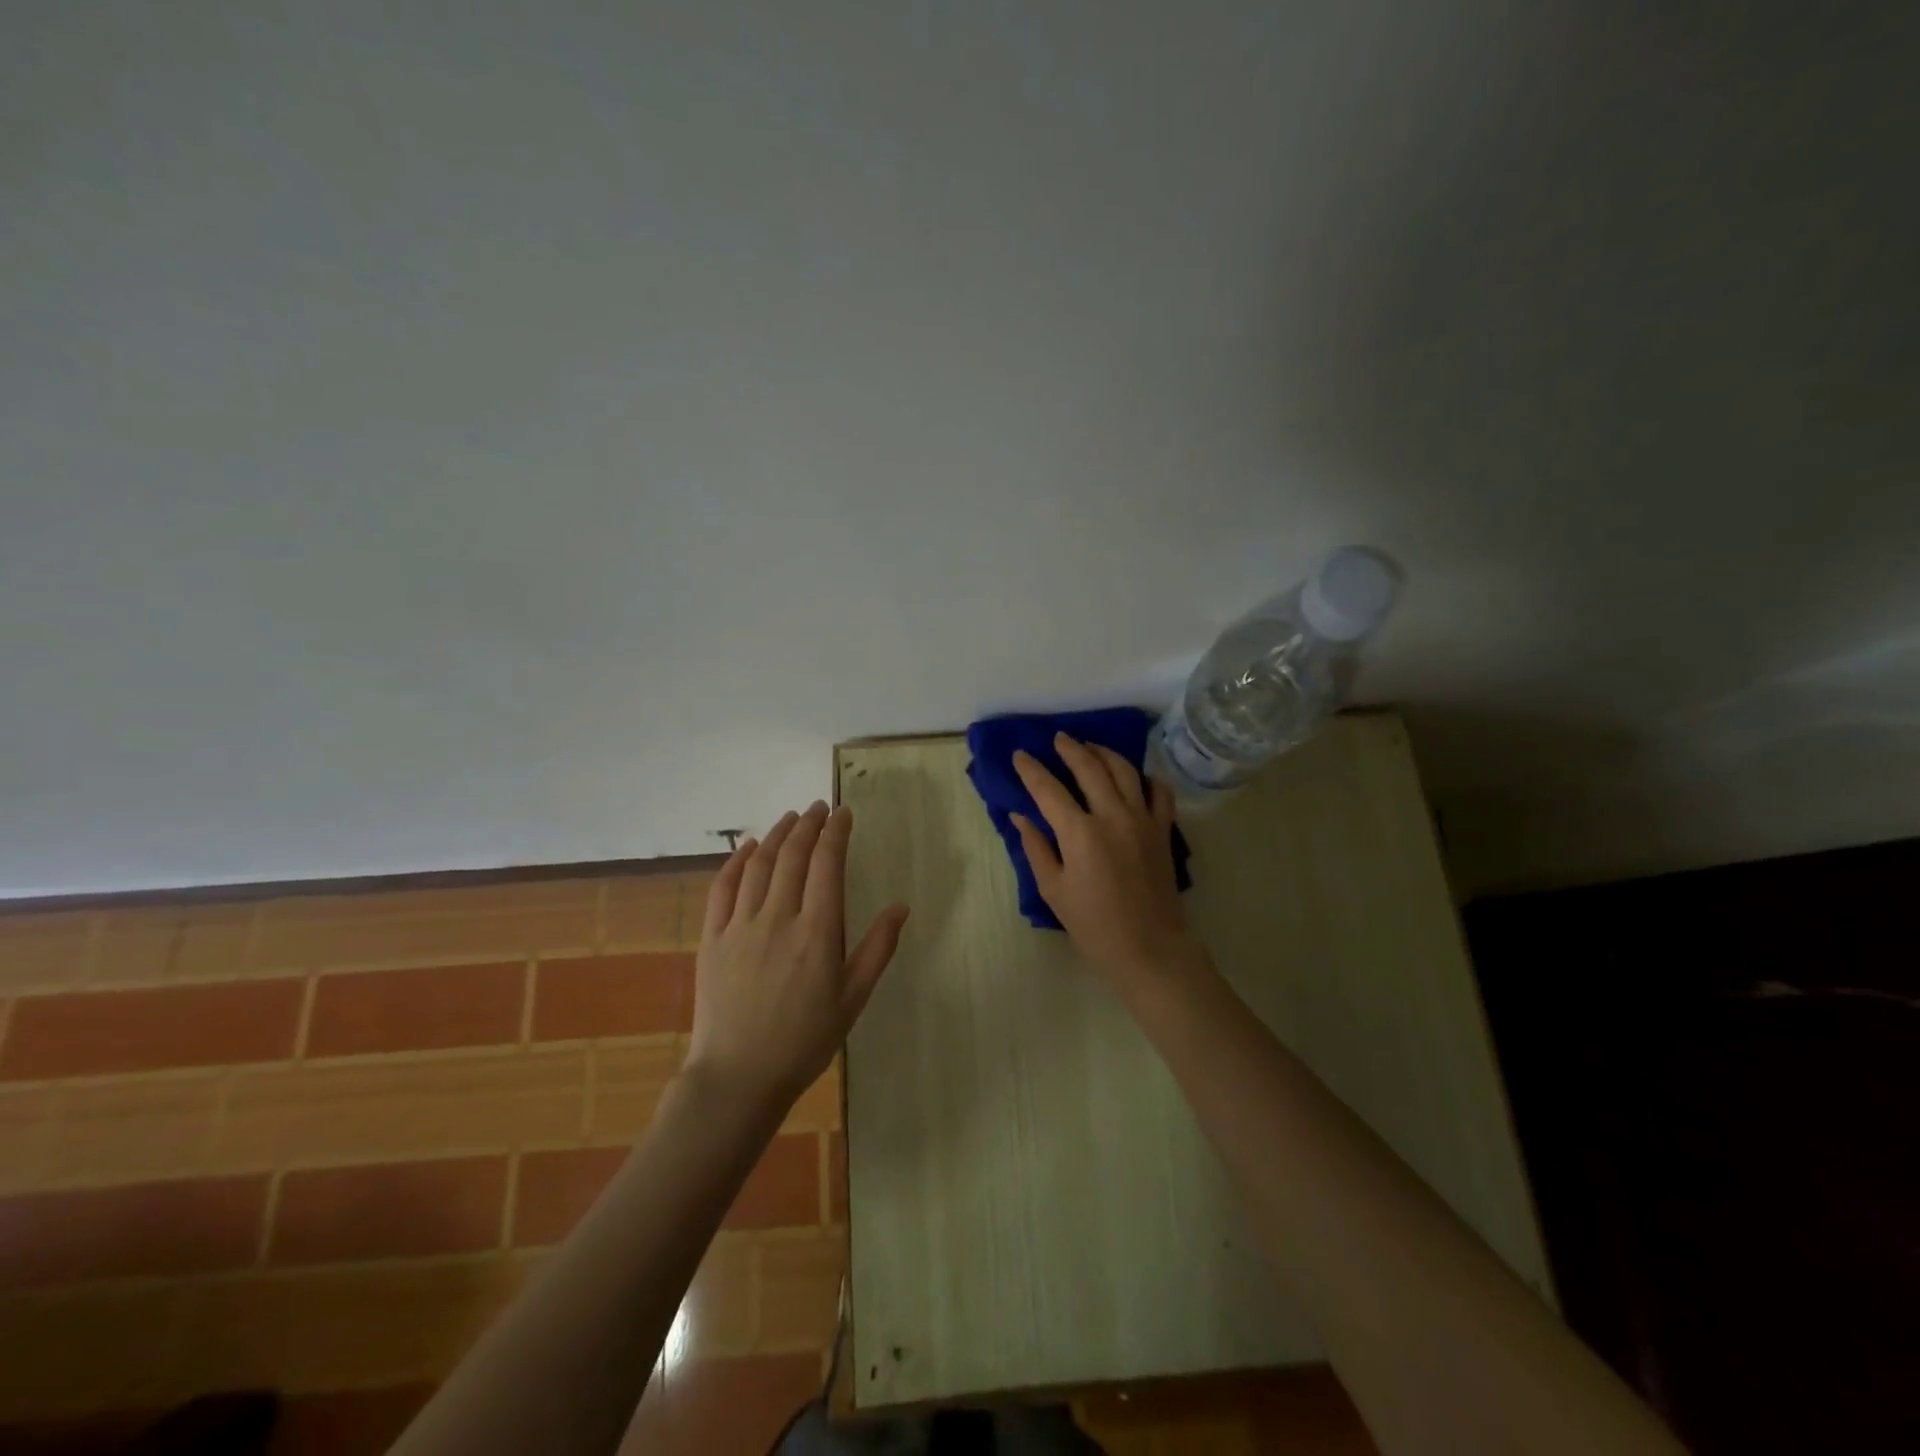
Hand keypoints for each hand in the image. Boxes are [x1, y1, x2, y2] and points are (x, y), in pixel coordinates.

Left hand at [687, 801, 909, 1109]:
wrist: (739, 1076)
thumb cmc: (805, 1040)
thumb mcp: (853, 999)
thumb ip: (878, 949)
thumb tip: (901, 907)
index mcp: (817, 932)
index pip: (828, 863)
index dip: (836, 831)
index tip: (843, 813)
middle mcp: (778, 918)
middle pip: (794, 854)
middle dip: (809, 824)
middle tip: (820, 807)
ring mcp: (740, 925)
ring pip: (759, 863)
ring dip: (777, 834)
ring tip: (791, 818)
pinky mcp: (712, 937)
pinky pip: (722, 887)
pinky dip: (736, 860)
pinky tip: (748, 847)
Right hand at [1012, 734, 1198, 988]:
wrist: (1149, 948)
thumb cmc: (1093, 925)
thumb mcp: (1053, 889)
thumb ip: (1036, 847)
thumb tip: (1020, 816)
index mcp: (1080, 833)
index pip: (1049, 789)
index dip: (1031, 770)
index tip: (1020, 755)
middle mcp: (1113, 816)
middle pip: (1090, 768)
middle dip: (1070, 749)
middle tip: (1057, 739)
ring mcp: (1142, 820)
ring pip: (1125, 770)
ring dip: (1104, 753)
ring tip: (1090, 747)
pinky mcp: (1163, 830)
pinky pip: (1159, 791)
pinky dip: (1146, 778)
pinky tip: (1135, 776)